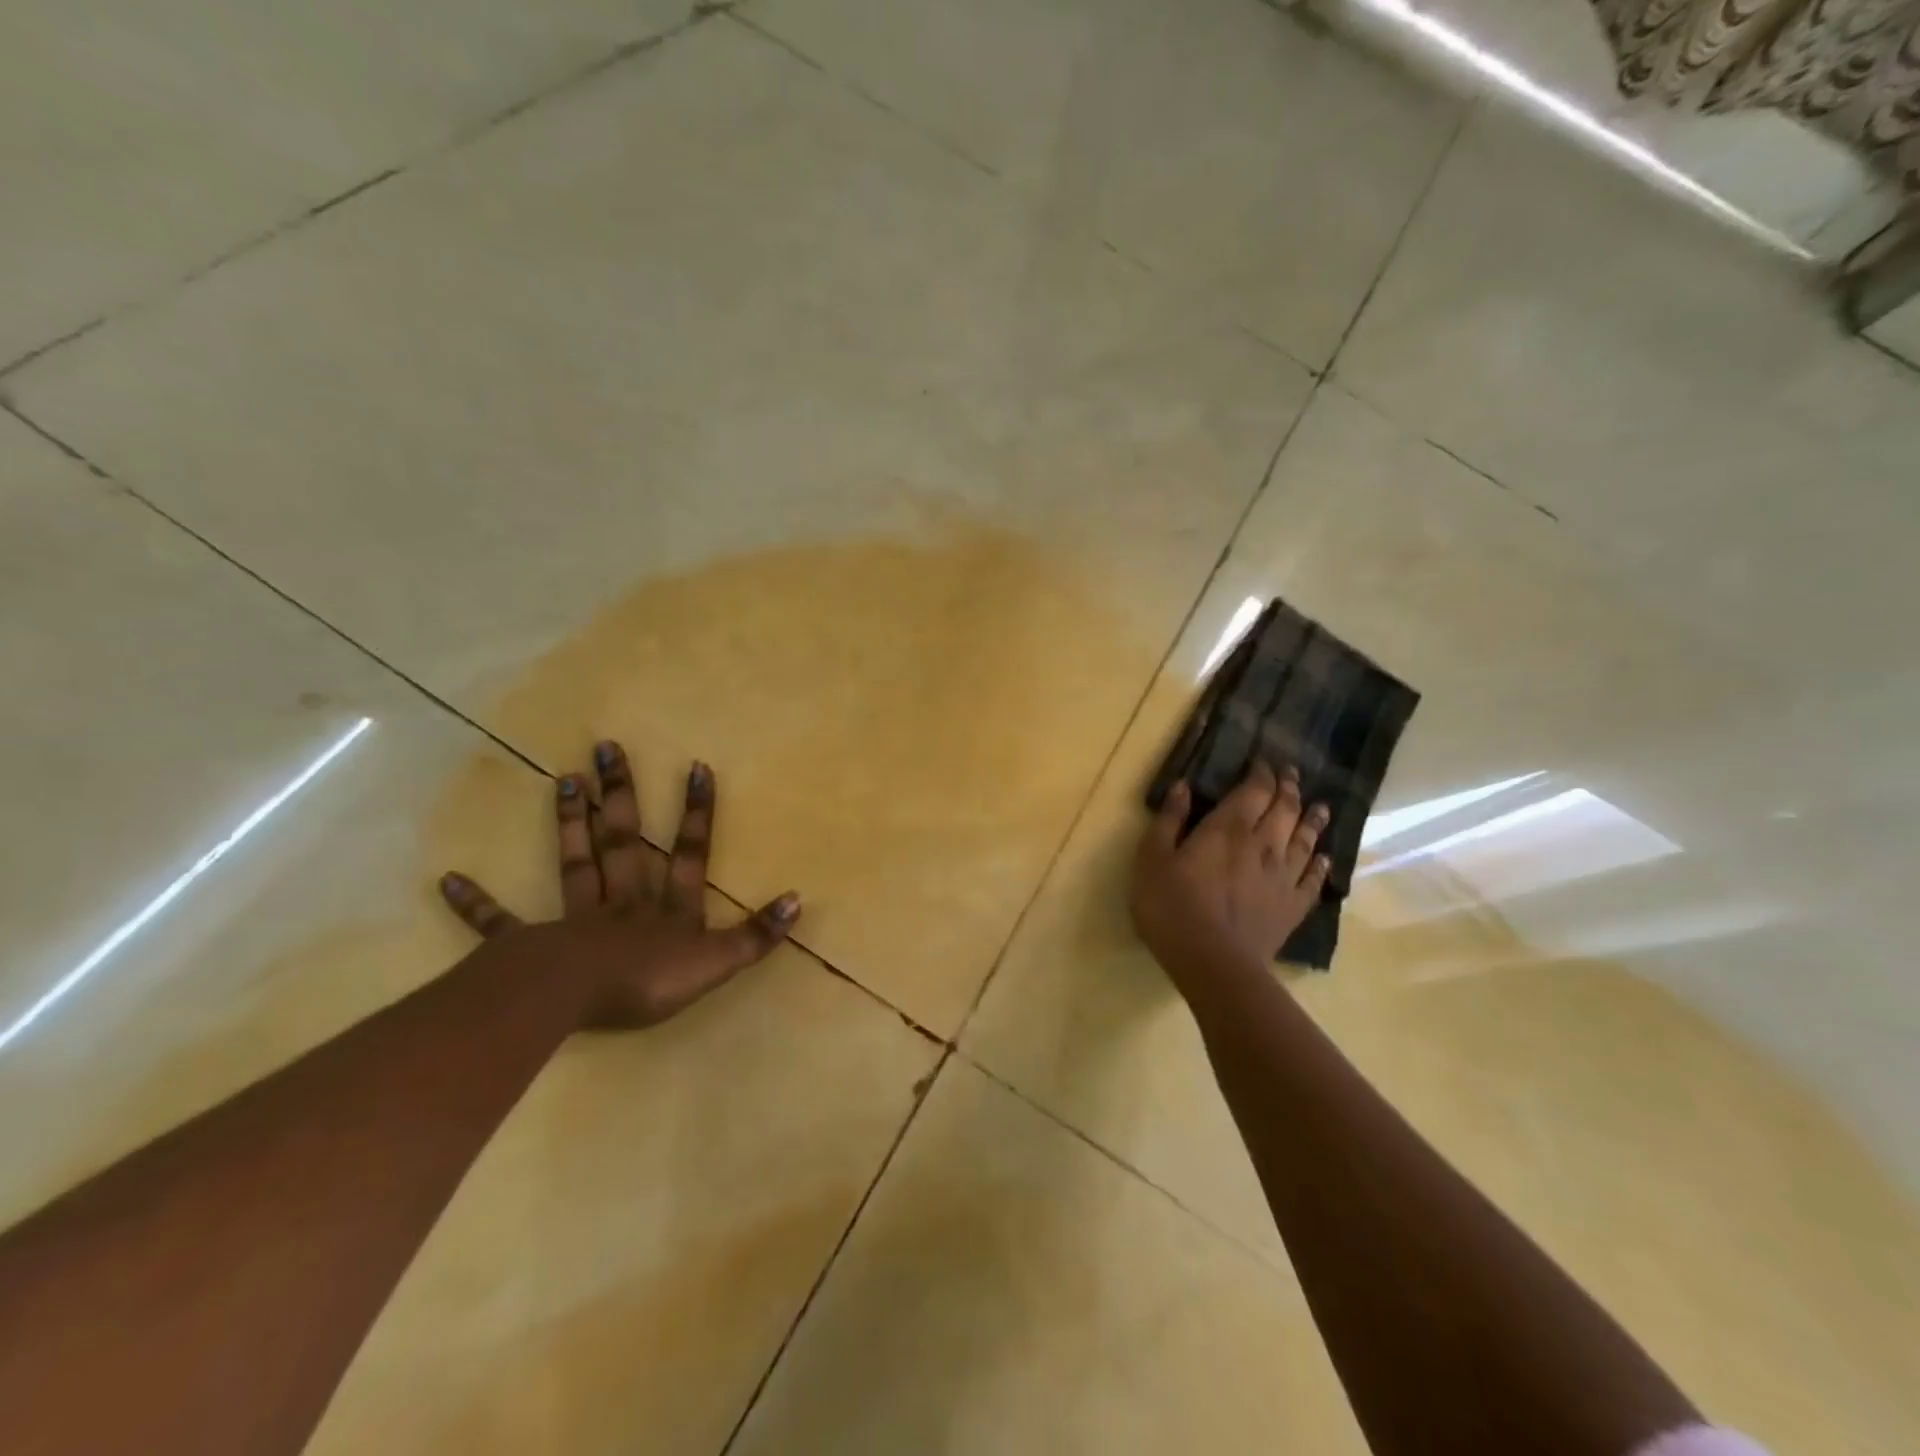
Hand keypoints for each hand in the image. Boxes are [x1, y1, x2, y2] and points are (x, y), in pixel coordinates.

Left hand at [438, 740, 799, 1028]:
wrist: (575, 1000)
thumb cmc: (648, 981)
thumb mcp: (716, 963)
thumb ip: (756, 935)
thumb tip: (799, 899)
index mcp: (665, 908)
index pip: (688, 852)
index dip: (696, 812)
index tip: (696, 765)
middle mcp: (622, 902)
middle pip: (624, 841)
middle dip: (621, 794)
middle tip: (607, 746)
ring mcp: (574, 920)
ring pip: (575, 863)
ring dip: (570, 823)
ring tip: (564, 779)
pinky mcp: (530, 946)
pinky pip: (500, 924)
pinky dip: (475, 905)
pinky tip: (446, 880)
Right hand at [1130, 761, 1329, 993]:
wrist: (1213, 962)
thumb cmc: (1172, 907)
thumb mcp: (1152, 859)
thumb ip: (1168, 820)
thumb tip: (1183, 786)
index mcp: (1227, 829)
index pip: (1253, 790)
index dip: (1261, 773)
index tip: (1263, 761)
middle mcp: (1263, 845)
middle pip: (1284, 808)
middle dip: (1288, 788)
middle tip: (1291, 773)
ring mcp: (1283, 876)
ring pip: (1305, 839)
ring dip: (1313, 819)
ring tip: (1321, 807)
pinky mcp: (1293, 906)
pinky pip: (1313, 879)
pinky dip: (1320, 864)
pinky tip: (1324, 857)